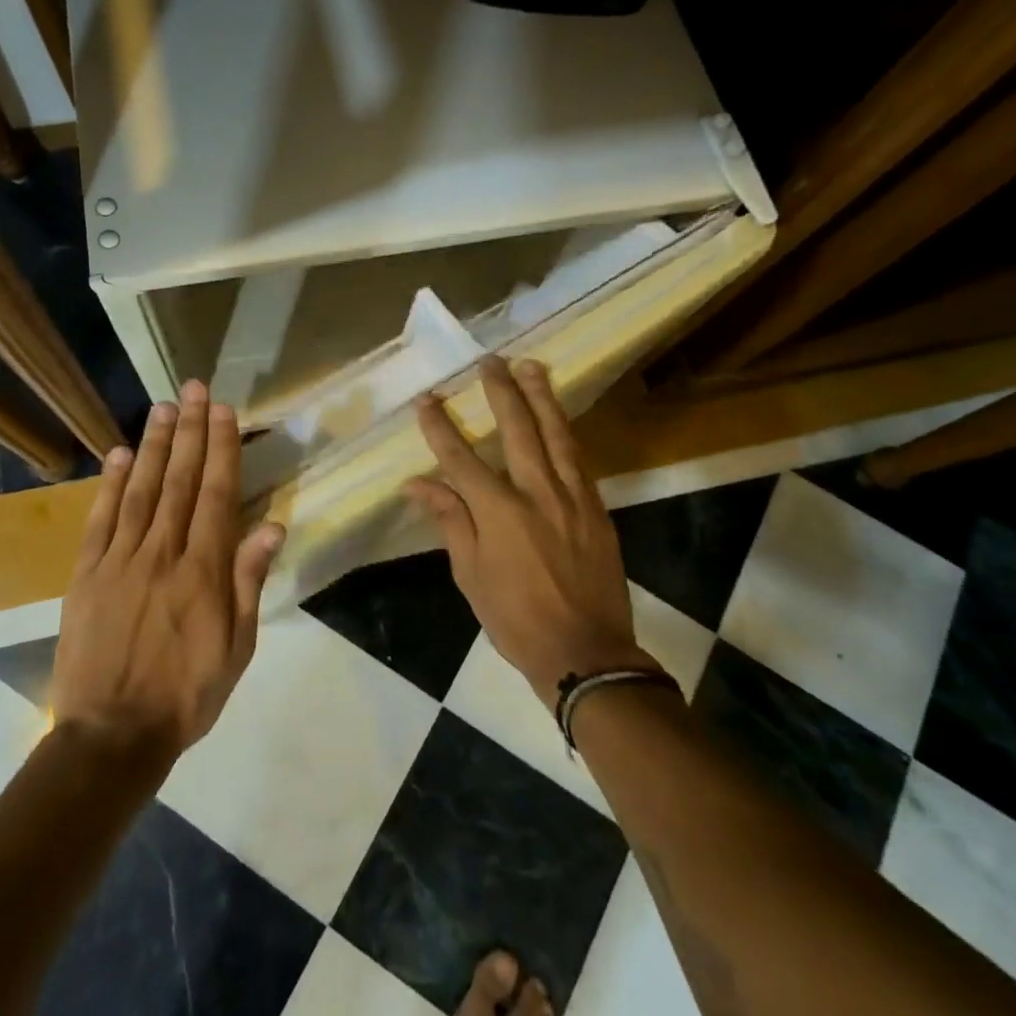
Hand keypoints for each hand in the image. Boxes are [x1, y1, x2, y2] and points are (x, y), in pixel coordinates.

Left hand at [52, 380, 285, 759]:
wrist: (112, 736)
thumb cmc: (186, 695)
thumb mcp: (236, 648)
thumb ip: (249, 581)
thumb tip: (271, 525)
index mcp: (203, 571)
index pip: (216, 494)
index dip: (221, 448)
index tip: (223, 411)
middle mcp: (162, 553)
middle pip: (179, 480)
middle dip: (189, 431)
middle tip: (193, 389)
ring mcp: (119, 560)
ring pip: (140, 490)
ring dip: (153, 445)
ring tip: (162, 408)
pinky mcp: (86, 574)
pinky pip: (99, 519)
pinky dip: (109, 484)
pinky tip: (118, 454)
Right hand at [406, 356, 652, 707]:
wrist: (586, 653)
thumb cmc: (516, 619)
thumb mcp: (470, 576)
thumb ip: (450, 521)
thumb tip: (418, 483)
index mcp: (499, 513)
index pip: (461, 458)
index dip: (440, 427)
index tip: (427, 400)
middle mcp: (537, 493)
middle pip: (517, 429)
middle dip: (500, 392)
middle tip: (489, 361)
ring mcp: (573, 497)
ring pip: (556, 434)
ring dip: (541, 397)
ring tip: (531, 366)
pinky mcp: (597, 508)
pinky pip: (579, 459)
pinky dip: (565, 432)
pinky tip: (559, 418)